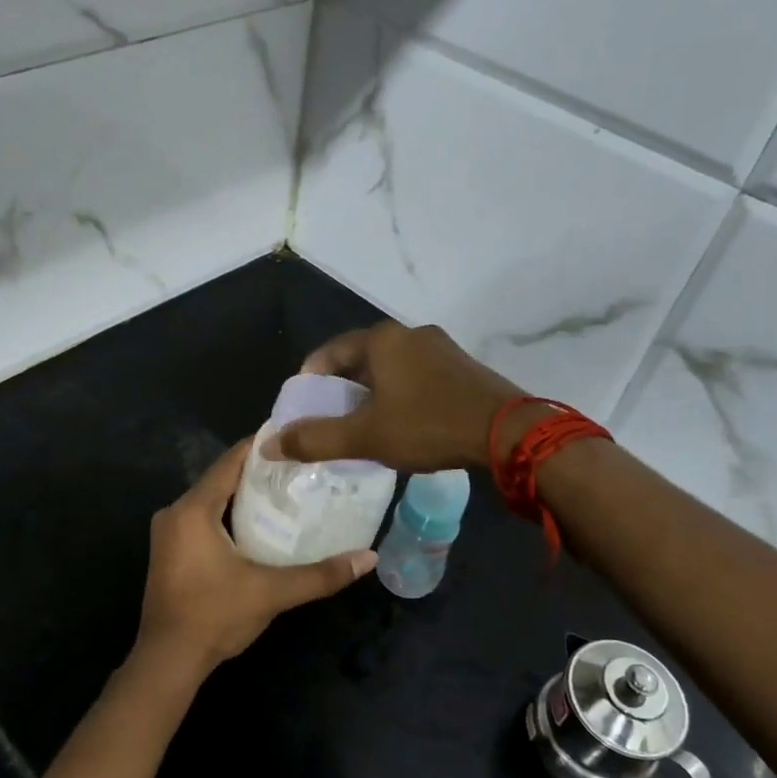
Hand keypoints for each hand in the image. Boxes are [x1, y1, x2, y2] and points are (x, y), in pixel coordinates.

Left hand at [131, 437, 375, 682]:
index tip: (297, 437)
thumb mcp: (271, 592)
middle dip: (260, 472)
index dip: (263, 446)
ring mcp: (168, 533)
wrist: (167, 662)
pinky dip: (230, 515)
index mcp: (193, 510)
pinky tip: (260, 524)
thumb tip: (369, 558)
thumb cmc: (215, 617)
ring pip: (212, 500)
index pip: (231, 461)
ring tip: (288, 491)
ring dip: (245, 496)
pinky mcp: (170, 552)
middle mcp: (175, 513)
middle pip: (222, 479)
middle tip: (302, 467)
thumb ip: (320, 574)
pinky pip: (203, 519)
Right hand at [270, 322, 526, 471]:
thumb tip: (269, 444)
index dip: (310, 379)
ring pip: (392, 367)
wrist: (507, 432)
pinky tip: (404, 422)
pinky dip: (401, 394)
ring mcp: (441, 347)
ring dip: (373, 392)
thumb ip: (315, 440)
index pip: (330, 352)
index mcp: (382, 339)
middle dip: (342, 387)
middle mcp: (410, 333)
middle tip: (331, 419)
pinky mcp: (463, 366)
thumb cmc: (428, 426)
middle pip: (361, 358)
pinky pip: (418, 375)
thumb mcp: (365, 437)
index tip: (302, 406)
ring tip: (365, 424)